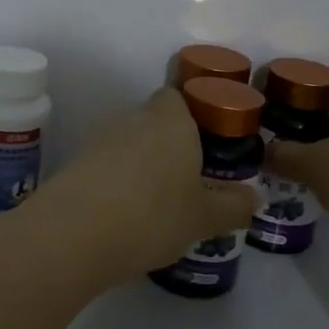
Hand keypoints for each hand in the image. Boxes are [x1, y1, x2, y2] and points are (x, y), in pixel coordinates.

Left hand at [22, 86, 260, 288]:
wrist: (74, 233)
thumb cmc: (154, 214)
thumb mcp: (204, 217)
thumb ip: (233, 206)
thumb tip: (254, 198)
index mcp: (171, 120)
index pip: (179, 96)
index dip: (194, 113)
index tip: (208, 142)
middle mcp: (134, 119)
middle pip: (155, 120)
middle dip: (171, 143)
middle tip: (191, 178)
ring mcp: (100, 140)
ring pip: (130, 143)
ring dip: (143, 164)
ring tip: (160, 202)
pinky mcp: (76, 164)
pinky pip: (107, 166)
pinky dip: (118, 182)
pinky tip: (127, 215)